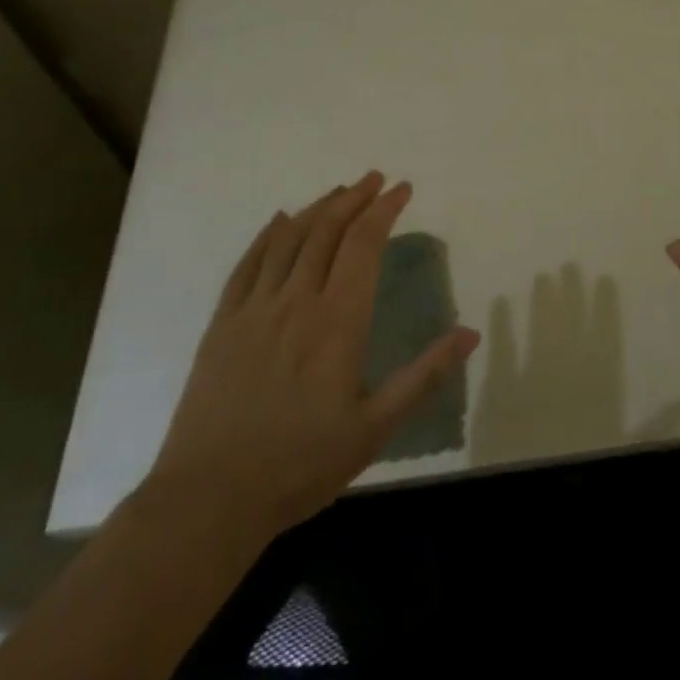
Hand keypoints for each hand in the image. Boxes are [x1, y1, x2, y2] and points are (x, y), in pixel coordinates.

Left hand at [145, 173, 478, 550]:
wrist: (208, 499)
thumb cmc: (301, 464)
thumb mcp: (376, 428)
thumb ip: (424, 375)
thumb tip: (470, 333)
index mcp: (338, 321)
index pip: (363, 244)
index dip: (384, 210)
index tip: (402, 189)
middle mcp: (296, 301)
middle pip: (326, 230)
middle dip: (354, 198)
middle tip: (375, 179)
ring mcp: (254, 309)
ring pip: (288, 239)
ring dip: (317, 208)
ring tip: (339, 192)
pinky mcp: (223, 324)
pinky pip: (247, 264)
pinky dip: (267, 235)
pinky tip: (279, 221)